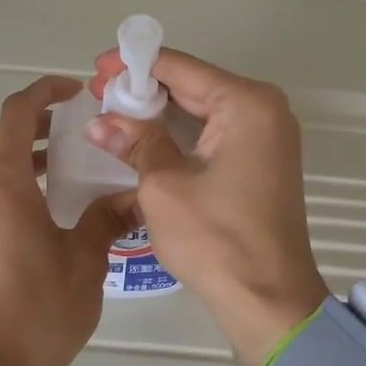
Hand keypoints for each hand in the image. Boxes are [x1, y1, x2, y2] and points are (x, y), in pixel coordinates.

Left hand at [0, 76, 129, 365]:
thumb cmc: (44, 310)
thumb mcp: (86, 258)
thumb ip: (106, 216)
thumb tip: (132, 194)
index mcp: (2, 188)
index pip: (15, 115)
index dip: (43, 92)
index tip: (74, 92)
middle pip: (0, 140)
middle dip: (36, 124)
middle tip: (76, 128)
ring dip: (25, 158)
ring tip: (66, 167)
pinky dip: (14, 187)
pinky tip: (47, 211)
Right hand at [88, 50, 328, 365]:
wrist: (269, 300)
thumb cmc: (216, 239)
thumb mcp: (164, 185)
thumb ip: (135, 142)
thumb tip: (100, 121)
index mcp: (246, 104)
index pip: (182, 68)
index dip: (135, 64)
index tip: (97, 67)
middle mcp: (265, 110)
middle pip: (195, 85)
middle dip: (145, 88)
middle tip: (98, 92)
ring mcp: (268, 137)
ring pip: (203, 110)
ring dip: (161, 112)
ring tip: (113, 113)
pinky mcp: (262, 162)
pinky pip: (215, 133)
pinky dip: (181, 133)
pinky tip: (146, 137)